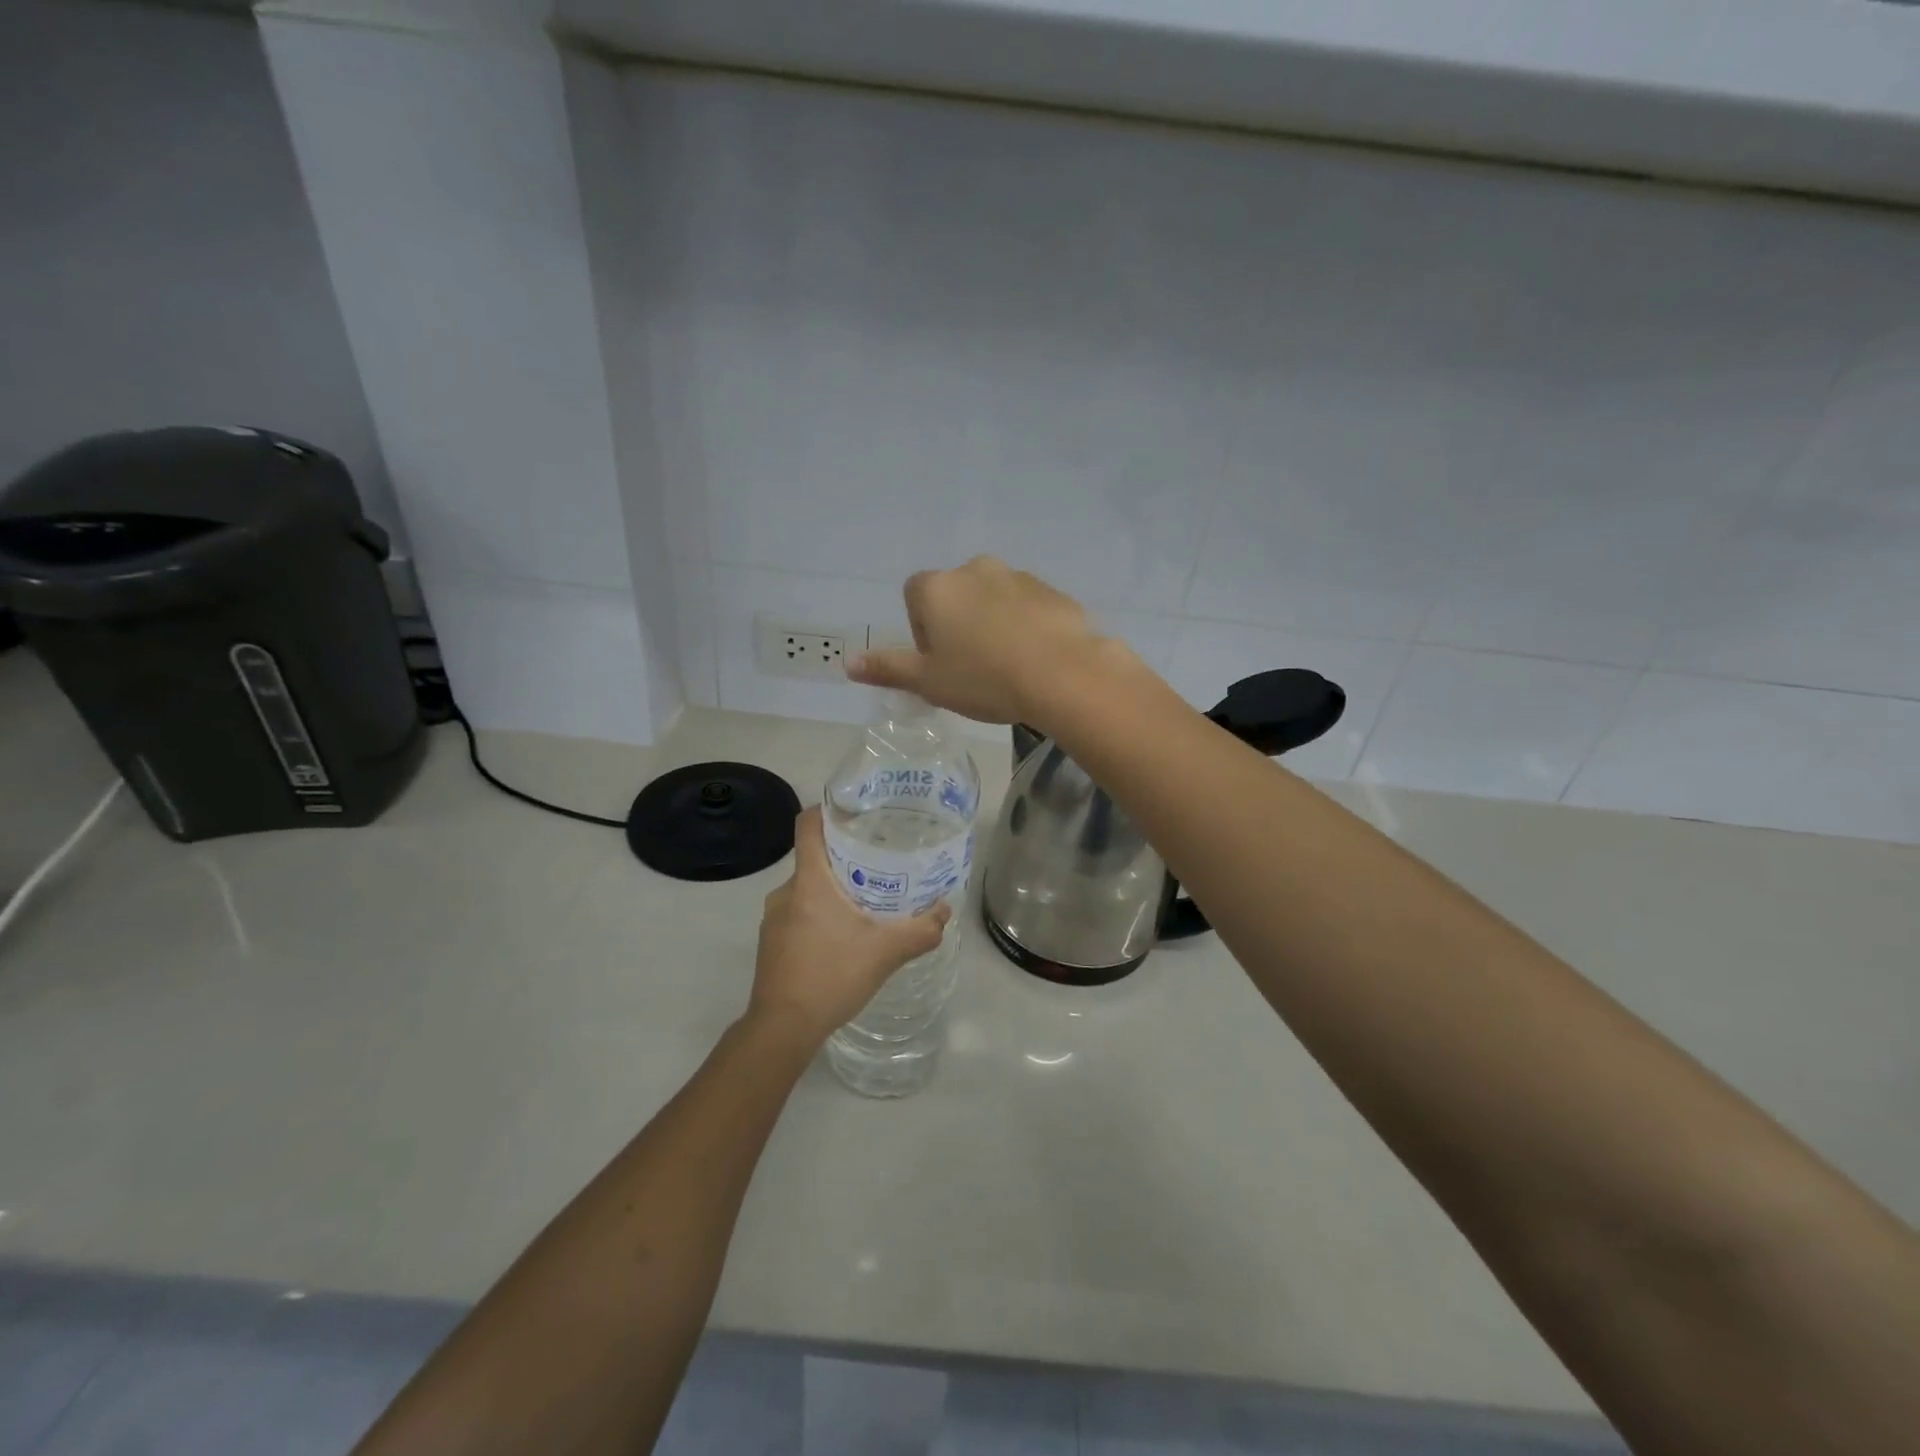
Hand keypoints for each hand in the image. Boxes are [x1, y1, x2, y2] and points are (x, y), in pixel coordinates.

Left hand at [747, 807, 951, 1045]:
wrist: (782, 1029)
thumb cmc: (831, 976)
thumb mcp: (885, 953)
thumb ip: (920, 931)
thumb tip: (944, 912)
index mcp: (808, 881)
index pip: (808, 825)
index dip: (829, 810)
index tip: (857, 812)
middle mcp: (785, 892)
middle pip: (814, 857)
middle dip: (845, 856)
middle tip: (880, 862)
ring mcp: (773, 919)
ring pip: (807, 888)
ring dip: (834, 889)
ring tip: (868, 900)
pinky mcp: (771, 942)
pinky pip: (799, 913)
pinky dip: (820, 914)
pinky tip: (845, 936)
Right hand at [847, 556, 1123, 725]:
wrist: (1061, 675)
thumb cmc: (984, 678)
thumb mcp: (928, 682)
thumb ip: (888, 668)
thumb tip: (848, 663)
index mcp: (938, 588)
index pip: (915, 597)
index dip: (923, 631)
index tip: (941, 662)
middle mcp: (975, 570)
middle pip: (955, 596)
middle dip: (958, 625)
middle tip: (972, 668)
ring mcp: (1018, 577)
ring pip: (993, 600)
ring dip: (993, 624)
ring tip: (1007, 666)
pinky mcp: (1052, 591)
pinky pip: (1028, 607)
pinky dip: (1025, 626)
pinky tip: (1035, 659)